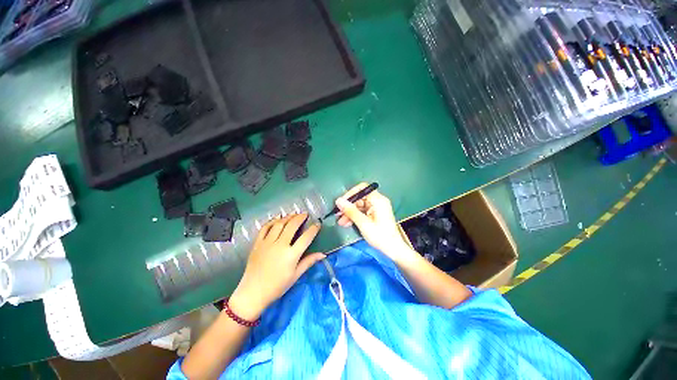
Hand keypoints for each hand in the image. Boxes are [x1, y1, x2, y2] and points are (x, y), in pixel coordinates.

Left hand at [229, 214, 324, 319]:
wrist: (253, 292)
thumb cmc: (277, 286)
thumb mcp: (295, 275)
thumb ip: (309, 262)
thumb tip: (323, 254)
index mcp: (291, 255)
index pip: (306, 237)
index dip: (313, 229)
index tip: (317, 223)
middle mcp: (280, 245)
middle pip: (292, 226)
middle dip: (300, 218)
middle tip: (305, 214)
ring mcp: (267, 243)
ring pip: (279, 224)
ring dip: (287, 217)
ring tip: (293, 215)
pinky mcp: (257, 243)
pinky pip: (265, 228)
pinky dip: (272, 221)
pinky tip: (277, 218)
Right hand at [336, 183, 416, 263]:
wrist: (393, 250)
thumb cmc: (380, 236)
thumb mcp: (363, 223)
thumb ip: (350, 211)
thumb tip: (338, 200)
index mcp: (378, 200)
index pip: (362, 189)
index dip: (350, 194)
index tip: (341, 203)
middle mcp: (378, 201)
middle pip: (360, 198)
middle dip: (348, 206)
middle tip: (338, 215)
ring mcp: (377, 208)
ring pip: (360, 206)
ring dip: (350, 213)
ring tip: (341, 222)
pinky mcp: (376, 214)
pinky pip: (363, 211)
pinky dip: (355, 216)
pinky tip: (347, 223)